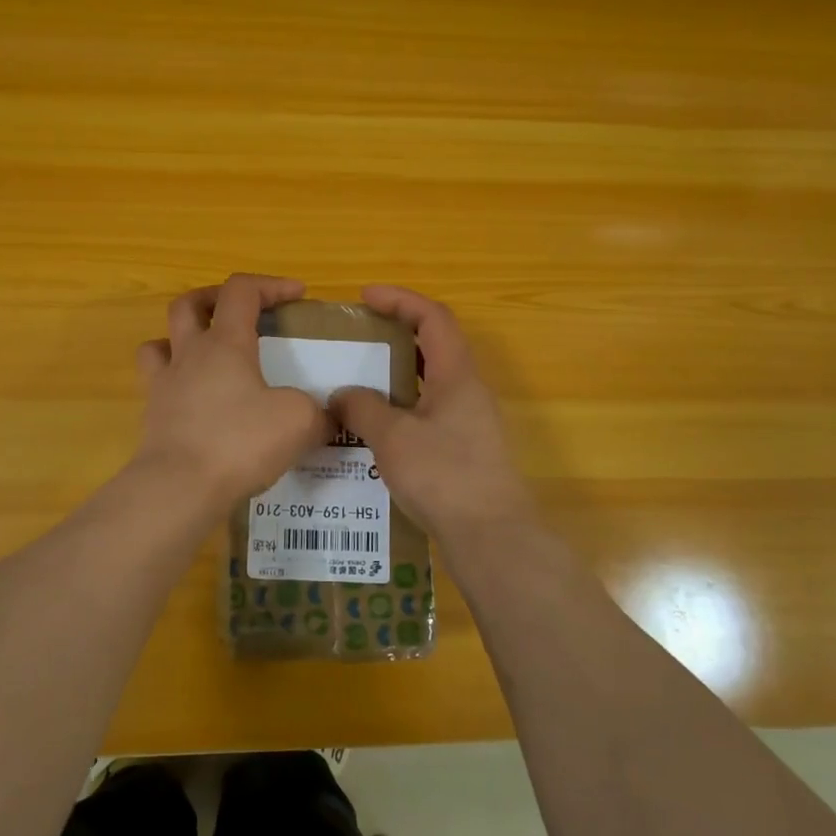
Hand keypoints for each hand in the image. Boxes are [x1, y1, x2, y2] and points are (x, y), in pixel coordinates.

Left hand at [133, 274, 329, 507]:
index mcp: (226, 343)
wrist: (179, 487)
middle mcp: (190, 355)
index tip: (298, 296)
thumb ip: (320, 412)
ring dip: (182, 338)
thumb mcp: (299, 422)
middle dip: (215, 298)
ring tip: (206, 354)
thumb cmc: (240, 442)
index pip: (241, 290)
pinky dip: (174, 382)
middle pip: (188, 304)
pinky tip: (195, 400)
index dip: (270, 284)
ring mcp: (165, 386)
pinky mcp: (153, 418)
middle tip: (240, 313)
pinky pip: (157, 385)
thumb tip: (330, 417)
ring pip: (161, 342)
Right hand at [330, 285, 535, 546]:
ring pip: (433, 380)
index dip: (400, 299)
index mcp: (457, 375)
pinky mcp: (468, 448)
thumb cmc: (444, 476)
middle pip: (435, 344)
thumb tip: (342, 395)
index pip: (433, 317)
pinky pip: (432, 409)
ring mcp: (472, 420)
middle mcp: (469, 390)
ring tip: (361, 380)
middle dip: (397, 333)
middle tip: (359, 338)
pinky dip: (405, 405)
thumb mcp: (392, 438)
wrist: (492, 537)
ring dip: (399, 372)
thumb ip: (363, 408)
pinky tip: (378, 428)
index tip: (365, 297)